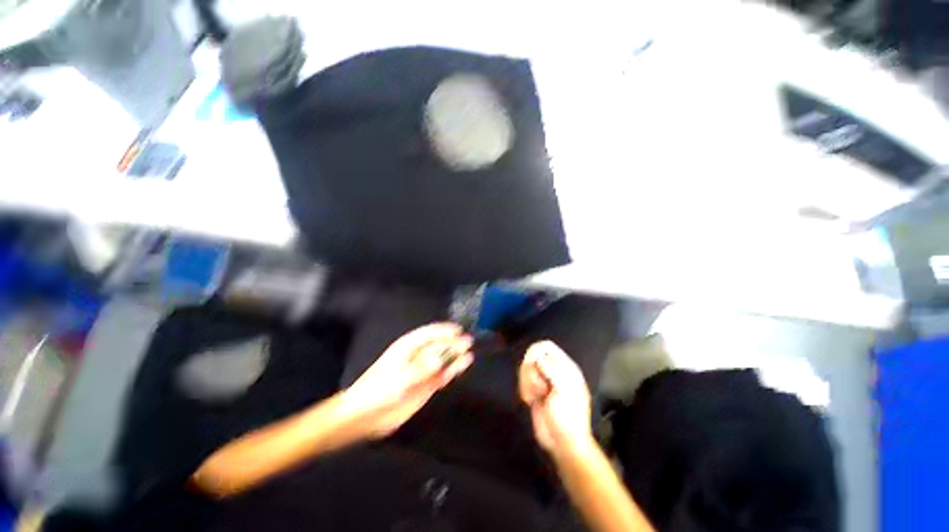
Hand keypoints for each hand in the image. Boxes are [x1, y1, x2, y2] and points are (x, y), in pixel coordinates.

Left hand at [343, 323, 473, 438]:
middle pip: (438, 345)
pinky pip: (442, 374)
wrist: (365, 417)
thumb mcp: (398, 379)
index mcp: (407, 347)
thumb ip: (421, 369)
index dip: (443, 330)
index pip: (429, 333)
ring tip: (468, 353)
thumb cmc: (377, 391)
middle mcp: (417, 356)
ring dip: (455, 356)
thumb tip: (439, 359)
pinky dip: (452, 370)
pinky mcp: (426, 385)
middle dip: (452, 343)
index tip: (458, 330)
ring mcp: (423, 371)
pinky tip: (461, 366)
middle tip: (467, 342)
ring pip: (442, 359)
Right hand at [519, 341, 594, 455]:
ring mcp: (542, 381)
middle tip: (539, 388)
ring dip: (527, 383)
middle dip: (530, 371)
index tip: (534, 365)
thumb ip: (551, 369)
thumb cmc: (568, 416)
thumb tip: (538, 358)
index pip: (546, 346)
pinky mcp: (533, 391)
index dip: (536, 351)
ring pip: (525, 369)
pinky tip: (531, 402)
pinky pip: (522, 382)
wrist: (562, 443)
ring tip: (536, 397)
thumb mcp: (564, 390)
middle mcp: (552, 370)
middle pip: (531, 356)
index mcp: (565, 367)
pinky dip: (524, 391)